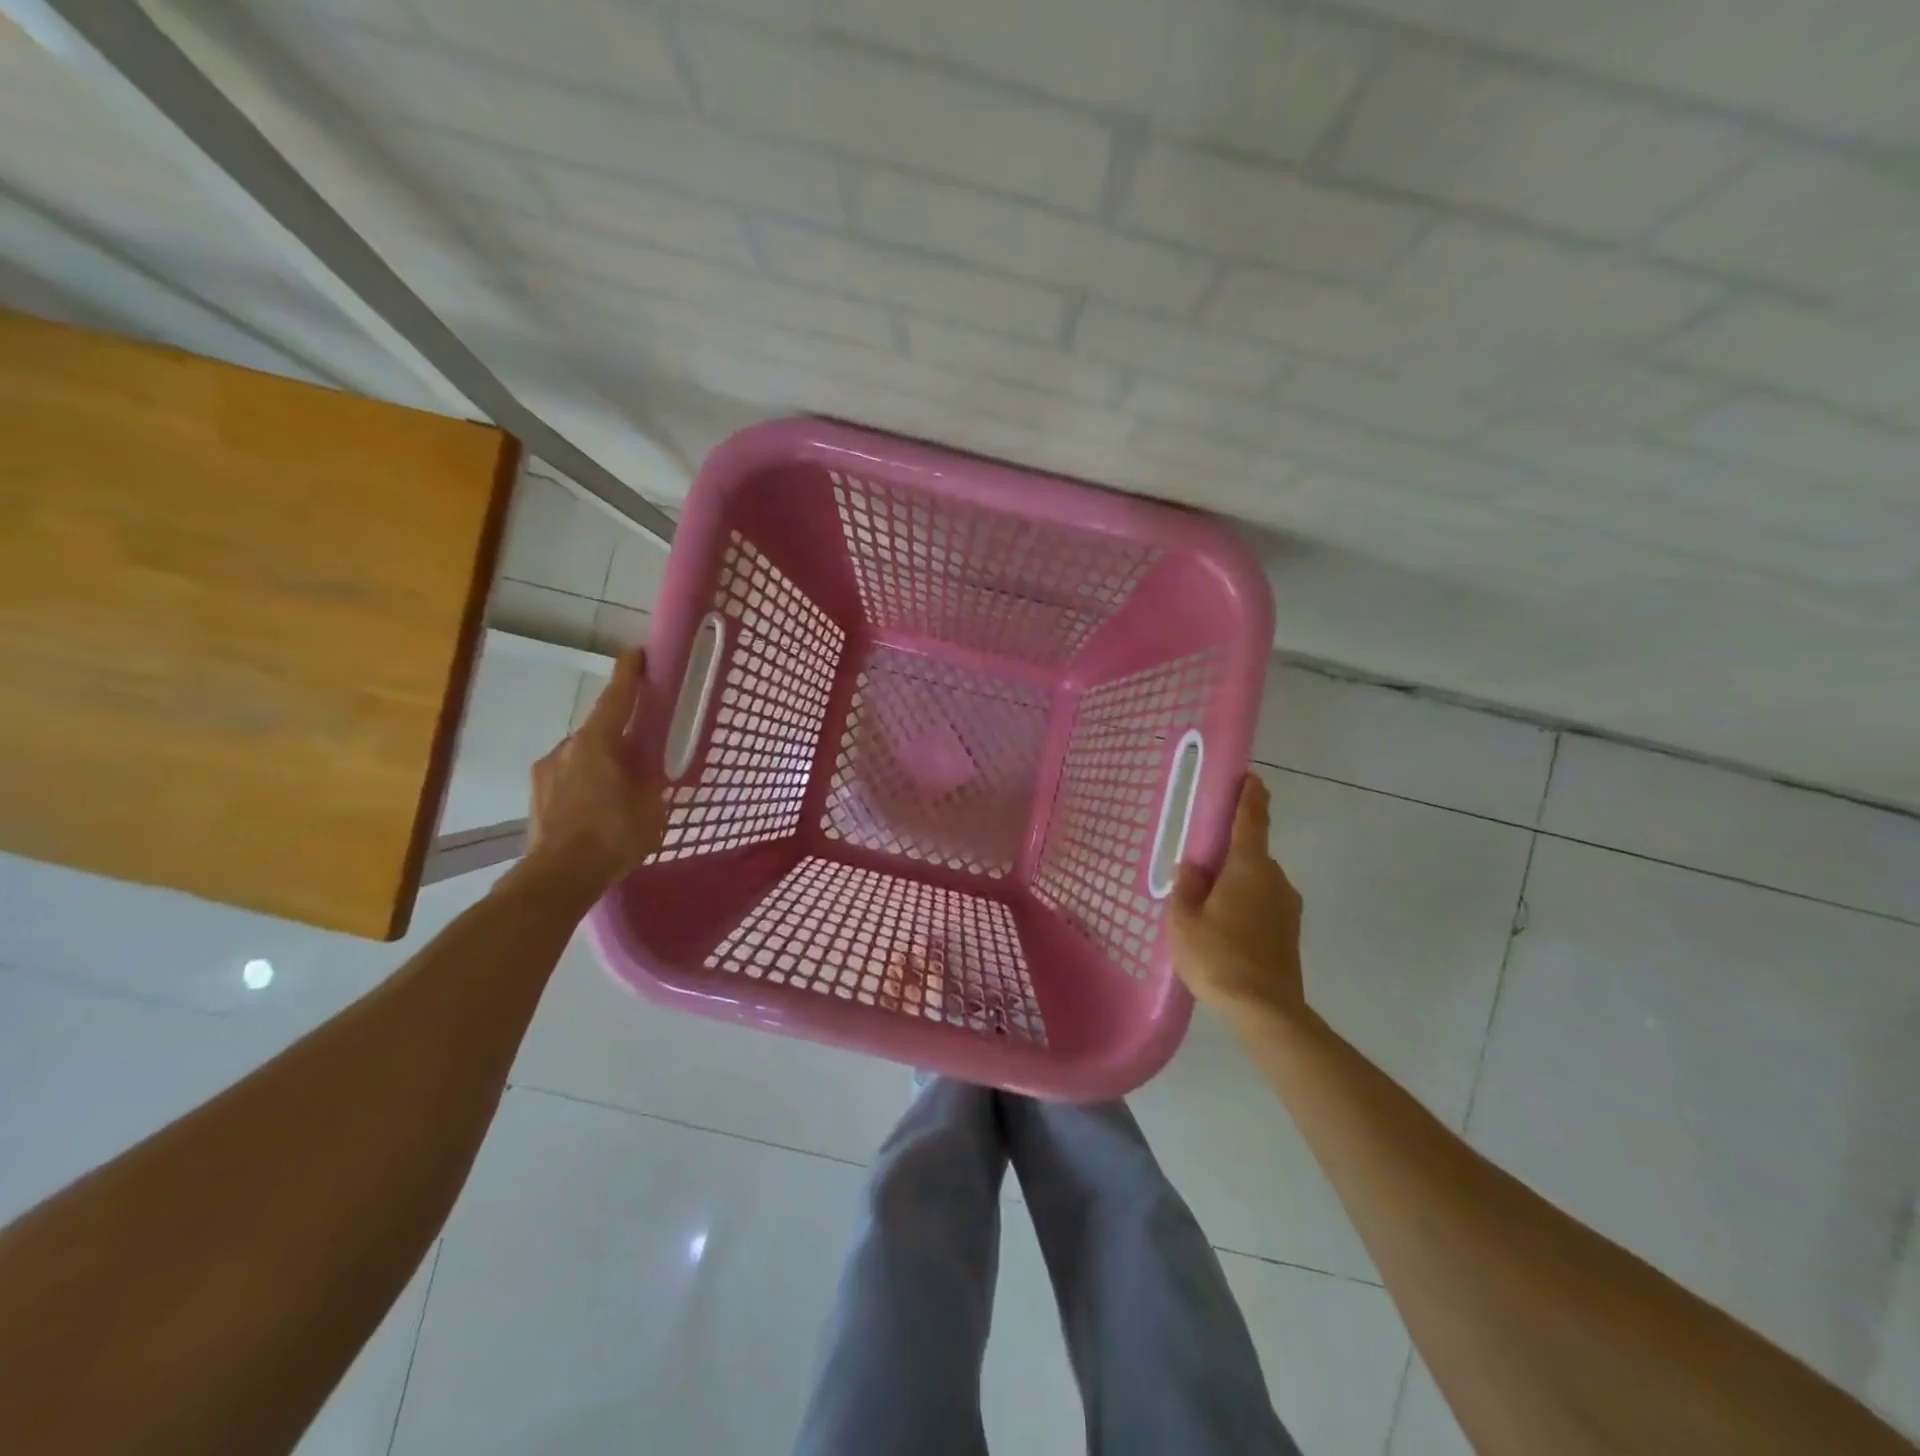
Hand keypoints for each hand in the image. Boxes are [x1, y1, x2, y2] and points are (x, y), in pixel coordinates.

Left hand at [522, 647, 667, 894]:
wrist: (558, 877)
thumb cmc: (613, 835)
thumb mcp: (651, 806)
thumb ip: (651, 779)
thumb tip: (650, 767)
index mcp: (598, 742)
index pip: (617, 697)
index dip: (629, 673)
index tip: (636, 653)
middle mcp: (567, 747)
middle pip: (600, 728)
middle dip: (620, 734)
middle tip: (642, 750)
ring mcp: (546, 770)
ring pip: (583, 755)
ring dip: (602, 762)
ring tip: (620, 789)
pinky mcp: (537, 795)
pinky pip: (569, 776)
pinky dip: (586, 782)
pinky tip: (598, 807)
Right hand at [1168, 774, 1305, 1023]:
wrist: (1265, 1011)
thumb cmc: (1218, 957)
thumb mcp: (1184, 920)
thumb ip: (1186, 886)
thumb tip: (1191, 866)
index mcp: (1248, 867)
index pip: (1252, 820)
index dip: (1250, 796)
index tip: (1251, 777)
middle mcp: (1275, 879)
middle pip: (1251, 854)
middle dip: (1229, 853)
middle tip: (1200, 864)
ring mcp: (1288, 907)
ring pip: (1257, 882)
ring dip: (1235, 883)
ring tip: (1206, 905)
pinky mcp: (1290, 932)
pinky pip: (1263, 903)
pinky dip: (1244, 905)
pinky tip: (1224, 928)